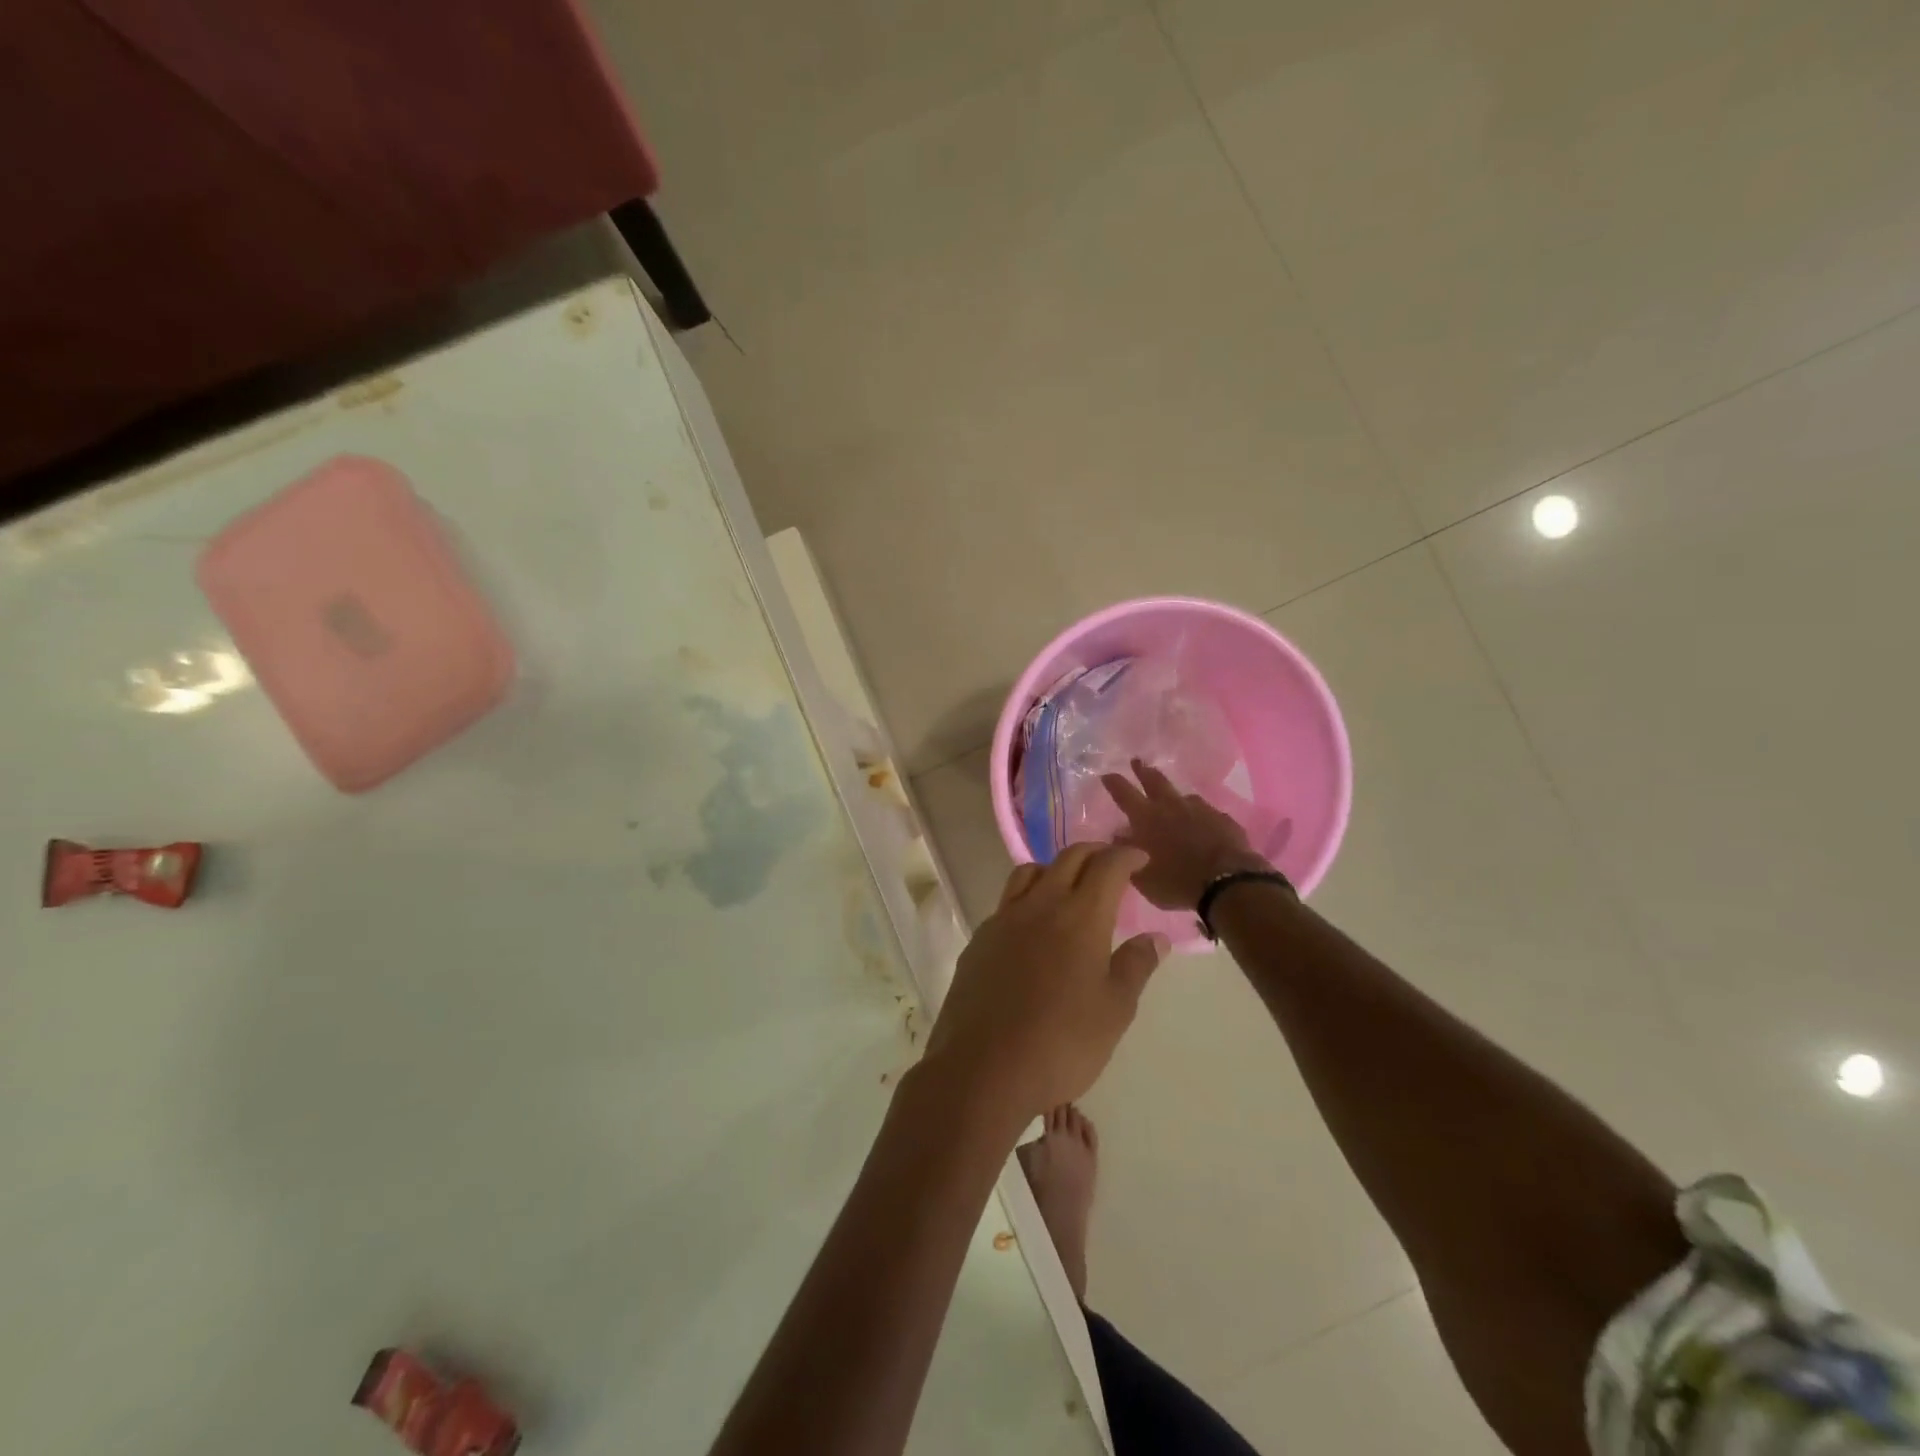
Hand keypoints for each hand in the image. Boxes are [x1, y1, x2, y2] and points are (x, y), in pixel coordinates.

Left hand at [920, 844, 1169, 1122]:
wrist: (983, 1068)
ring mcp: (1003, 919)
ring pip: (1030, 872)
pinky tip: (1033, 927)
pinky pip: (1007, 902)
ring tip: (1069, 886)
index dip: (1126, 855)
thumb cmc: (1062, 1042)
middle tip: (1111, 863)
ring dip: (1055, 868)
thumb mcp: (1114, 1011)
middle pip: (1068, 858)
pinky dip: (1027, 898)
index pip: (1107, 866)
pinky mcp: (979, 939)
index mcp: (1080, 916)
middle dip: (1094, 853)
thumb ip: (1136, 966)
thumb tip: (1155, 938)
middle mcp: (1040, 905)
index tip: (1140, 858)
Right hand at [1101, 759, 1270, 910]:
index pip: (1124, 793)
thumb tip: (1119, 836)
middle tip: (1137, 762)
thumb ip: (1127, 853)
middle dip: (1143, 771)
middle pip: (1155, 780)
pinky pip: (1207, 813)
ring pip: (1183, 796)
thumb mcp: (1142, 876)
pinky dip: (1199, 817)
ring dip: (1174, 797)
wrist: (1228, 884)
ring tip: (1173, 803)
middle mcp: (1172, 806)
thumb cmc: (1177, 881)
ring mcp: (1201, 810)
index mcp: (1147, 818)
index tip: (1107, 775)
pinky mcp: (1223, 819)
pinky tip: (1202, 827)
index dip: (1114, 782)